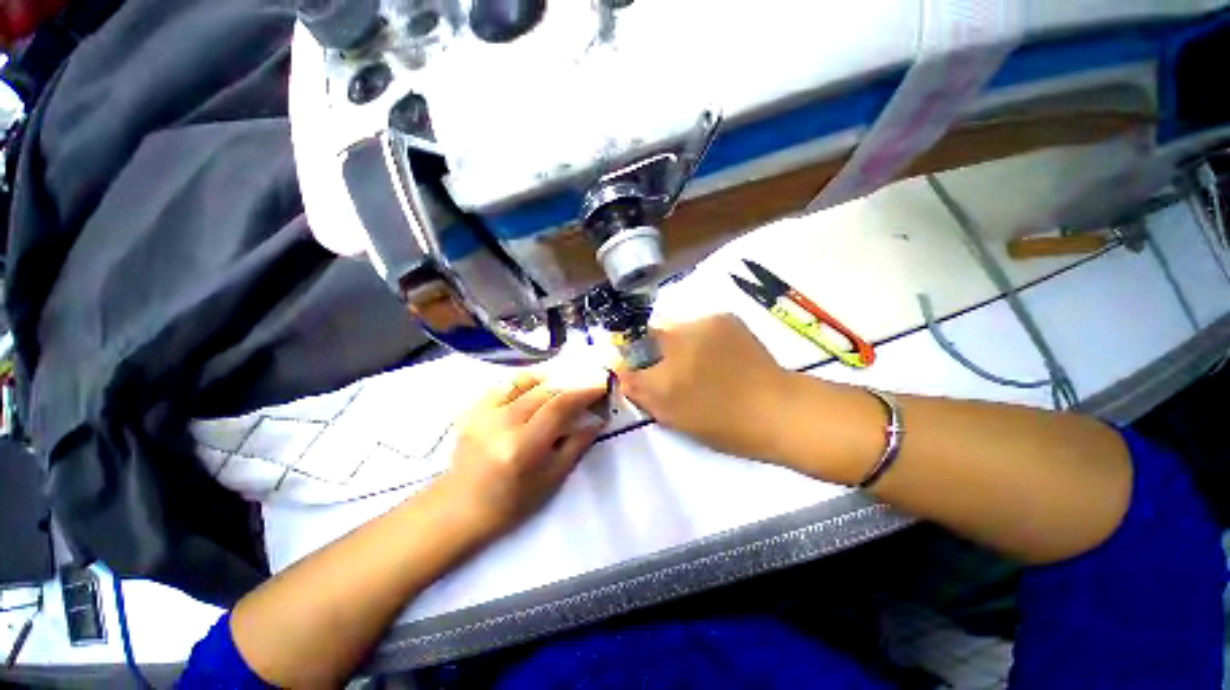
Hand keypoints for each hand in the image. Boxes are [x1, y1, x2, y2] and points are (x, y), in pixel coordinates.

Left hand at [438, 371, 607, 539]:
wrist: (459, 507)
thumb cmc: (511, 502)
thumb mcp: (552, 479)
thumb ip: (577, 444)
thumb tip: (597, 419)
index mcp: (523, 446)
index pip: (560, 406)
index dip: (584, 392)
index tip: (601, 386)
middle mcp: (502, 423)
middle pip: (545, 390)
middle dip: (571, 386)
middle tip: (587, 388)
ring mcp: (483, 413)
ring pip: (525, 381)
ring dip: (550, 381)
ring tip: (563, 388)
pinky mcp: (472, 409)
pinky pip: (505, 384)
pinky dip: (526, 382)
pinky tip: (536, 390)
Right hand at [614, 314, 792, 460]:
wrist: (779, 411)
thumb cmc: (722, 423)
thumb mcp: (672, 415)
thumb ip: (639, 389)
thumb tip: (619, 369)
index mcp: (666, 362)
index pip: (631, 347)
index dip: (632, 358)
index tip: (641, 373)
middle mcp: (681, 332)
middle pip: (653, 334)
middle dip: (655, 352)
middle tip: (674, 375)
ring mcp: (706, 321)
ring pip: (676, 328)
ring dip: (678, 344)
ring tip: (700, 368)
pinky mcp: (726, 317)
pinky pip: (698, 325)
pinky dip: (699, 339)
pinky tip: (717, 358)